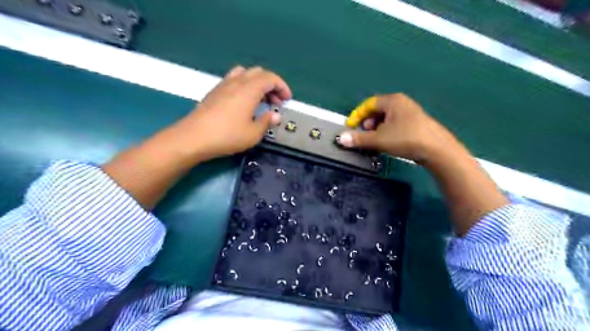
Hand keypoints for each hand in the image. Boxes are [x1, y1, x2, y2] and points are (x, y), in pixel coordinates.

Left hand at [173, 65, 289, 159]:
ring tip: (260, 100)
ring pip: (245, 74)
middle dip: (271, 85)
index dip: (282, 86)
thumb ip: (266, 122)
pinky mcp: (214, 91)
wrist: (193, 137)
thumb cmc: (227, 136)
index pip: (270, 78)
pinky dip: (244, 86)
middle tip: (275, 102)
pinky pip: (234, 80)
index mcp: (249, 89)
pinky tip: (243, 103)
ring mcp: (223, 85)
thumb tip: (275, 115)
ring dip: (257, 83)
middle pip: (258, 73)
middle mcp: (237, 82)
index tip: (287, 100)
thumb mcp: (253, 134)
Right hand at [339, 92, 457, 165]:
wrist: (437, 150)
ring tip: (375, 141)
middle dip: (367, 123)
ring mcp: (410, 113)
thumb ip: (359, 139)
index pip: (368, 104)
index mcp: (392, 101)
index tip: (351, 127)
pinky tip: (388, 142)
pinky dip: (387, 131)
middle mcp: (402, 103)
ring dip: (377, 128)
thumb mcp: (378, 139)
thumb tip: (341, 139)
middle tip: (364, 134)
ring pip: (387, 118)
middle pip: (378, 110)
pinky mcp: (416, 123)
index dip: (357, 115)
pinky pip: (395, 124)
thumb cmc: (406, 139)